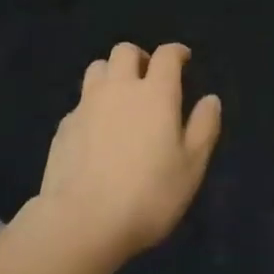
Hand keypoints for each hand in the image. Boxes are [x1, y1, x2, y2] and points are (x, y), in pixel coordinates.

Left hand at [35, 42, 220, 265]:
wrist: (81, 223)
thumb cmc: (148, 195)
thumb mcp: (191, 166)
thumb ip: (204, 127)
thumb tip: (210, 99)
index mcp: (155, 93)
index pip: (166, 55)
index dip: (176, 52)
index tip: (183, 59)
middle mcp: (119, 88)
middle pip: (125, 51)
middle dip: (139, 57)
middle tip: (148, 77)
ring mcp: (86, 106)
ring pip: (97, 69)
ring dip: (111, 74)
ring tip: (120, 97)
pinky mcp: (64, 127)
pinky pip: (80, 102)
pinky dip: (92, 106)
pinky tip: (97, 132)